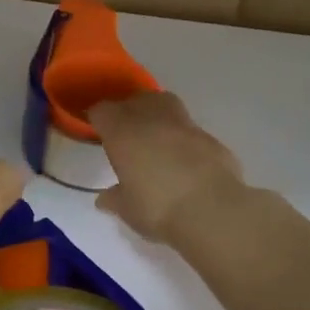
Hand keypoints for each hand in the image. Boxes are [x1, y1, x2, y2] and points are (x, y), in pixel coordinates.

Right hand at [88, 92, 244, 244]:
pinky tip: (183, 158)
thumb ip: (114, 199)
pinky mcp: (210, 137)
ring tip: (154, 136)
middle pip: (135, 99)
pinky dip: (182, 137)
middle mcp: (152, 120)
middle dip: (128, 110)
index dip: (98, 118)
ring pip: (166, 103)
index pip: (102, 111)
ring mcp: (185, 125)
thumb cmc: (158, 208)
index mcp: (123, 133)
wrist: (212, 210)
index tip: (97, 131)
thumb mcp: (127, 210)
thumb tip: (104, 199)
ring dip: (157, 113)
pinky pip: (190, 129)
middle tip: (126, 132)